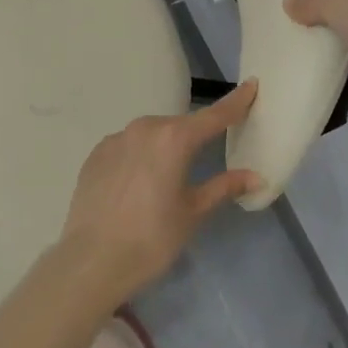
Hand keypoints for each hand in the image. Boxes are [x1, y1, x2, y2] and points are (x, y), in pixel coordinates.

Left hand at [51, 82, 262, 309]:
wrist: (92, 261)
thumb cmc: (152, 238)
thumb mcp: (193, 212)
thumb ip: (224, 187)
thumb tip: (256, 177)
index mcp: (174, 138)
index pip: (214, 115)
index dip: (236, 101)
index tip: (252, 85)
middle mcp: (144, 128)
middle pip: (180, 125)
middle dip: (195, 135)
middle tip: (206, 155)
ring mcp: (115, 139)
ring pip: (150, 135)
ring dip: (164, 146)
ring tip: (167, 177)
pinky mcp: (95, 155)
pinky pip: (127, 147)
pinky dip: (139, 157)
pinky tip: (138, 183)